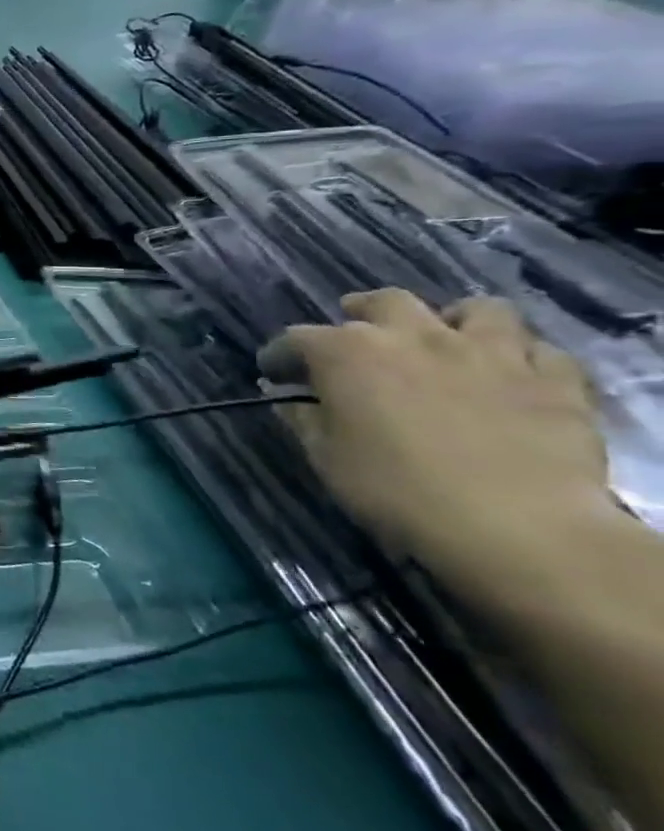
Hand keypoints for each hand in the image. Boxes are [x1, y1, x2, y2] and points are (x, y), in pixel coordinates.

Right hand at [264, 290, 615, 588]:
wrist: (519, 528)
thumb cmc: (397, 491)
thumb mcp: (327, 458)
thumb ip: (305, 420)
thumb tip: (289, 399)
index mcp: (348, 352)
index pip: (297, 339)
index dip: (281, 356)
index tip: (275, 375)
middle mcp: (414, 336)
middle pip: (385, 302)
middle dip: (364, 313)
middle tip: (357, 336)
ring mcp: (491, 352)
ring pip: (478, 310)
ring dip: (454, 321)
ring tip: (445, 341)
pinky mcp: (555, 381)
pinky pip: (540, 352)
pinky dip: (521, 358)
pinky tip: (510, 378)